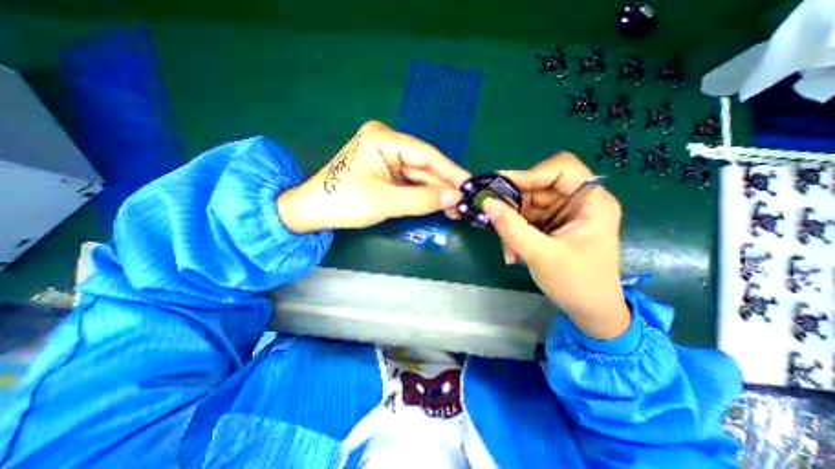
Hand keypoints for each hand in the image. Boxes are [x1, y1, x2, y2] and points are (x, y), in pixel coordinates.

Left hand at [276, 119, 466, 229]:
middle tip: (465, 202)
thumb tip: (455, 198)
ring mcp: (386, 157)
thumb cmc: (343, 202)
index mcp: (383, 139)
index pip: (427, 155)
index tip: (471, 186)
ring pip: (418, 175)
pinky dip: (423, 194)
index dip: (451, 172)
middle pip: (424, 165)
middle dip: (444, 186)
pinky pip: (409, 182)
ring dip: (435, 192)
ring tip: (456, 209)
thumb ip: (422, 199)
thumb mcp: (385, 202)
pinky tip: (438, 204)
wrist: (312, 211)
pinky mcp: (384, 170)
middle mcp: (387, 142)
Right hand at [479, 154, 629, 340]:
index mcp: (591, 201)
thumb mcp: (541, 255)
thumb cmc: (576, 283)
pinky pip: (525, 218)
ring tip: (506, 247)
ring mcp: (563, 213)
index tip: (501, 189)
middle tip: (493, 219)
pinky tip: (511, 252)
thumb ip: (512, 227)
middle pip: (538, 186)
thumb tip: (486, 202)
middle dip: (514, 204)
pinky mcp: (551, 225)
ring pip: (527, 203)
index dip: (530, 174)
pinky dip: (514, 232)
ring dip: (511, 223)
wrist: (590, 311)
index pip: (561, 168)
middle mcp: (577, 201)